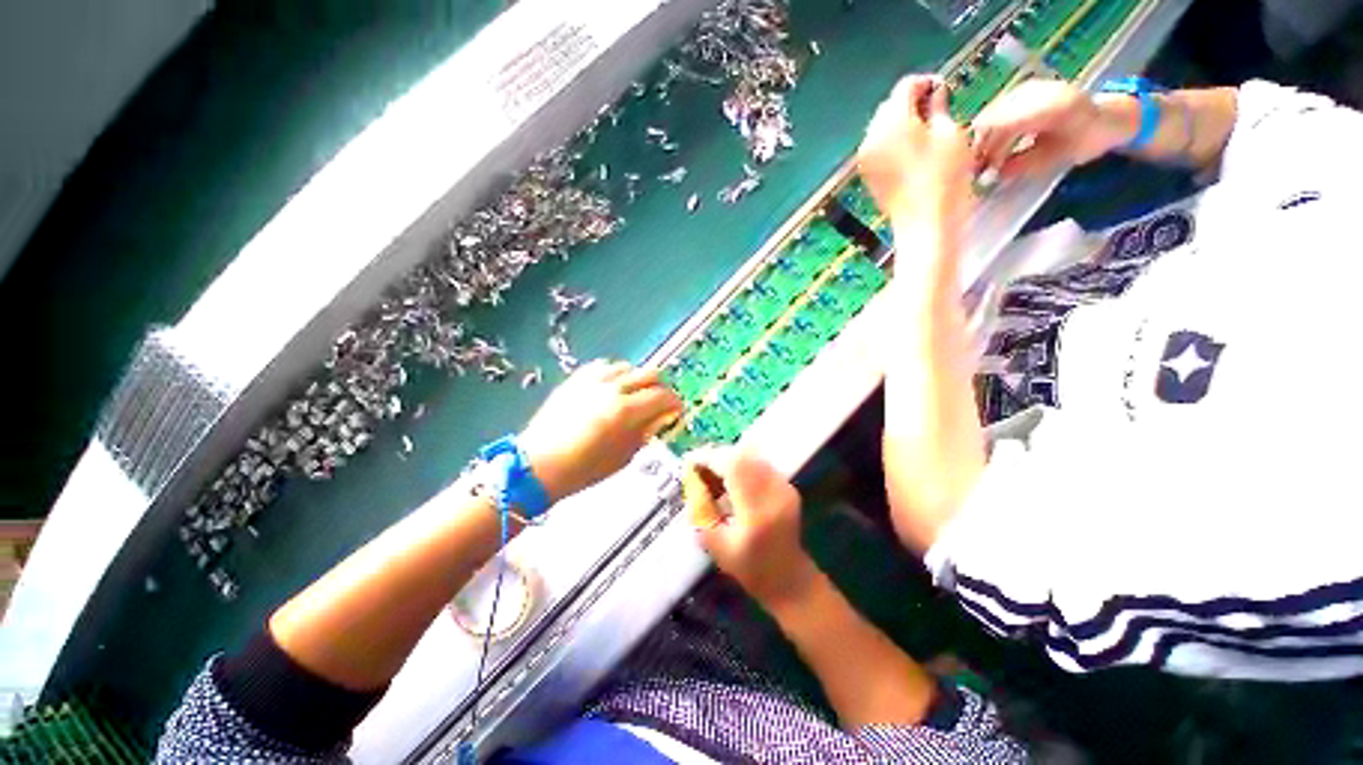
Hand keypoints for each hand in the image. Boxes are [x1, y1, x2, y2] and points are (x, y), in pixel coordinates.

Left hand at [519, 360, 682, 502]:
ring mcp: (592, 381)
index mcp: (626, 411)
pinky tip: (611, 387)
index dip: (674, 403)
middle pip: (650, 373)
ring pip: (627, 367)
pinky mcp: (576, 379)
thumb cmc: (584, 469)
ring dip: (637, 380)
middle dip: (660, 387)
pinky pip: (603, 366)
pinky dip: (614, 374)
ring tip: (633, 395)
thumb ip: (645, 432)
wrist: (539, 465)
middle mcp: (612, 389)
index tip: (676, 410)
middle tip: (659, 402)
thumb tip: (660, 418)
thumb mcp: (624, 456)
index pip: (662, 396)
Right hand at [685, 448, 816, 606]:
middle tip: (698, 467)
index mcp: (757, 510)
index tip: (689, 461)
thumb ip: (701, 509)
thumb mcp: (714, 544)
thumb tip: (691, 480)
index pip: (732, 467)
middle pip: (742, 456)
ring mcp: (784, 487)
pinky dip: (741, 465)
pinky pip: (759, 464)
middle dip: (716, 456)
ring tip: (712, 472)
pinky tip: (730, 478)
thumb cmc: (749, 569)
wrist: (790, 580)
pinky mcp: (787, 486)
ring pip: (751, 457)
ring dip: (728, 459)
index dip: (708, 458)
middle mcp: (774, 492)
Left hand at [857, 75, 974, 226]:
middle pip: (889, 107)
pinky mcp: (867, 174)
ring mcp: (865, 158)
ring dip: (901, 123)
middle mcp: (871, 137)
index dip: (926, 83)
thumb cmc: (944, 176)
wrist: (924, 222)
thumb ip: (938, 106)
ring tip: (926, 132)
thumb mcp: (949, 133)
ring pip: (882, 128)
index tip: (944, 90)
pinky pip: (878, 148)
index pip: (905, 86)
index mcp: (891, 122)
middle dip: (911, 103)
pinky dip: (892, 143)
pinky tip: (911, 151)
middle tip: (937, 110)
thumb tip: (935, 92)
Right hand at [971, 79, 1134, 179]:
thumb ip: (1023, 165)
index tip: (976, 171)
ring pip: (992, 113)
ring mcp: (1030, 87)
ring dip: (983, 137)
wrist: (1107, 117)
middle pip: (993, 118)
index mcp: (1052, 107)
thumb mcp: (1056, 158)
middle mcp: (1039, 91)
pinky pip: (997, 109)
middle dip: (980, 144)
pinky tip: (990, 145)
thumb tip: (991, 176)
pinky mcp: (1024, 89)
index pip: (1004, 125)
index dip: (986, 149)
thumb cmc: (1084, 141)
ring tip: (982, 159)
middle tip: (975, 169)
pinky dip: (989, 128)